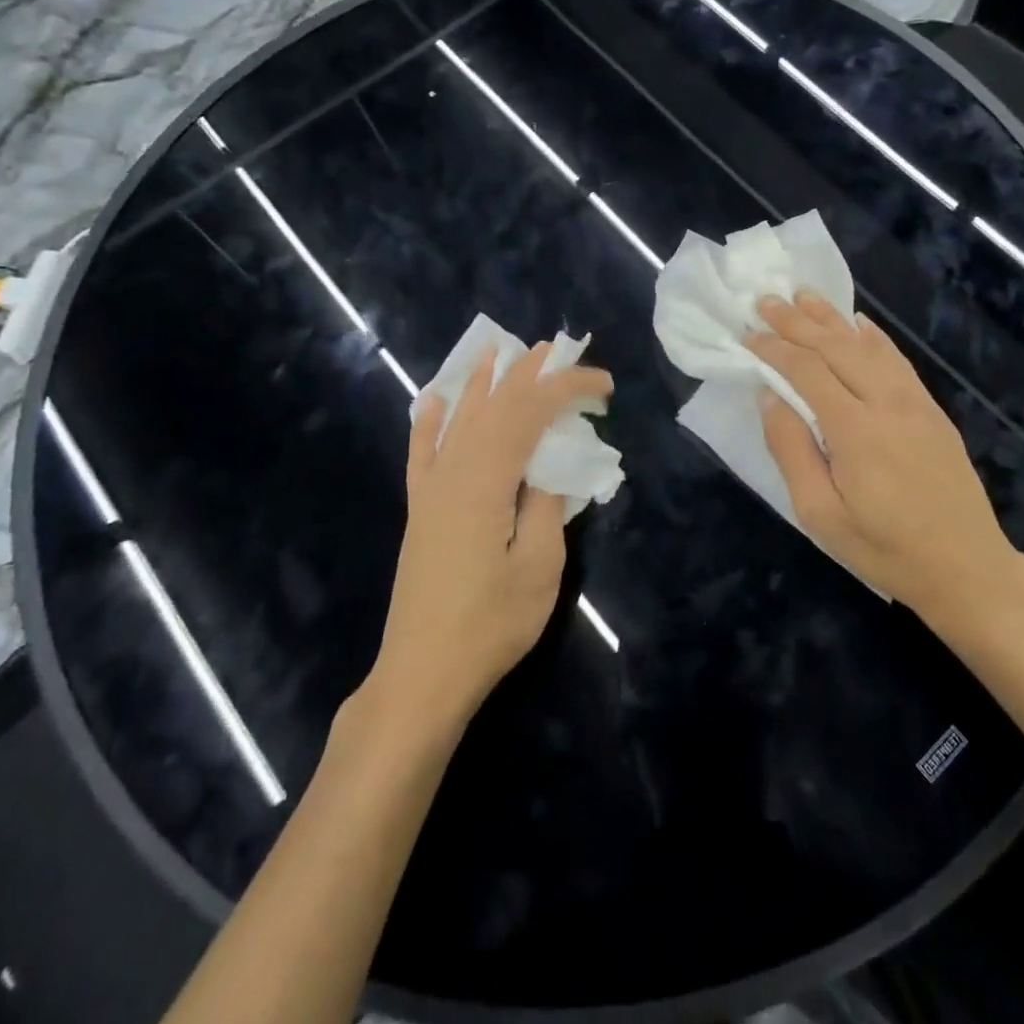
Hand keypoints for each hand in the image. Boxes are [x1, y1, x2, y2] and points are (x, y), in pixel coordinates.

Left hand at [369, 343, 612, 732]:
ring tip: (501, 352)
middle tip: (558, 349)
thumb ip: (547, 504)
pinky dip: (429, 421)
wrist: (422, 674)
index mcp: (486, 480)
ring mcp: (431, 489)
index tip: (603, 384)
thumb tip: (552, 464)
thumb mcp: (539, 566)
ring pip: (458, 419)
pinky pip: (421, 452)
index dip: (566, 389)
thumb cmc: (490, 624)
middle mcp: (453, 472)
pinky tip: (433, 399)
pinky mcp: (420, 509)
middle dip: (527, 374)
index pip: (530, 413)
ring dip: (483, 383)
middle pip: (492, 406)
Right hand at [746, 292, 1018, 619]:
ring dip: (832, 318)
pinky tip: (859, 322)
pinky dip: (873, 336)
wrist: (966, 568)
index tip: (747, 335)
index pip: (807, 371)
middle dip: (797, 322)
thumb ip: (791, 450)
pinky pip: (897, 360)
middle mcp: (887, 403)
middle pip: (836, 348)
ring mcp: (915, 403)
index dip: (774, 349)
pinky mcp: (932, 411)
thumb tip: (769, 397)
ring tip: (803, 296)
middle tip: (766, 300)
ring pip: (867, 346)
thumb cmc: (883, 548)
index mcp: (855, 429)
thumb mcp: (820, 513)